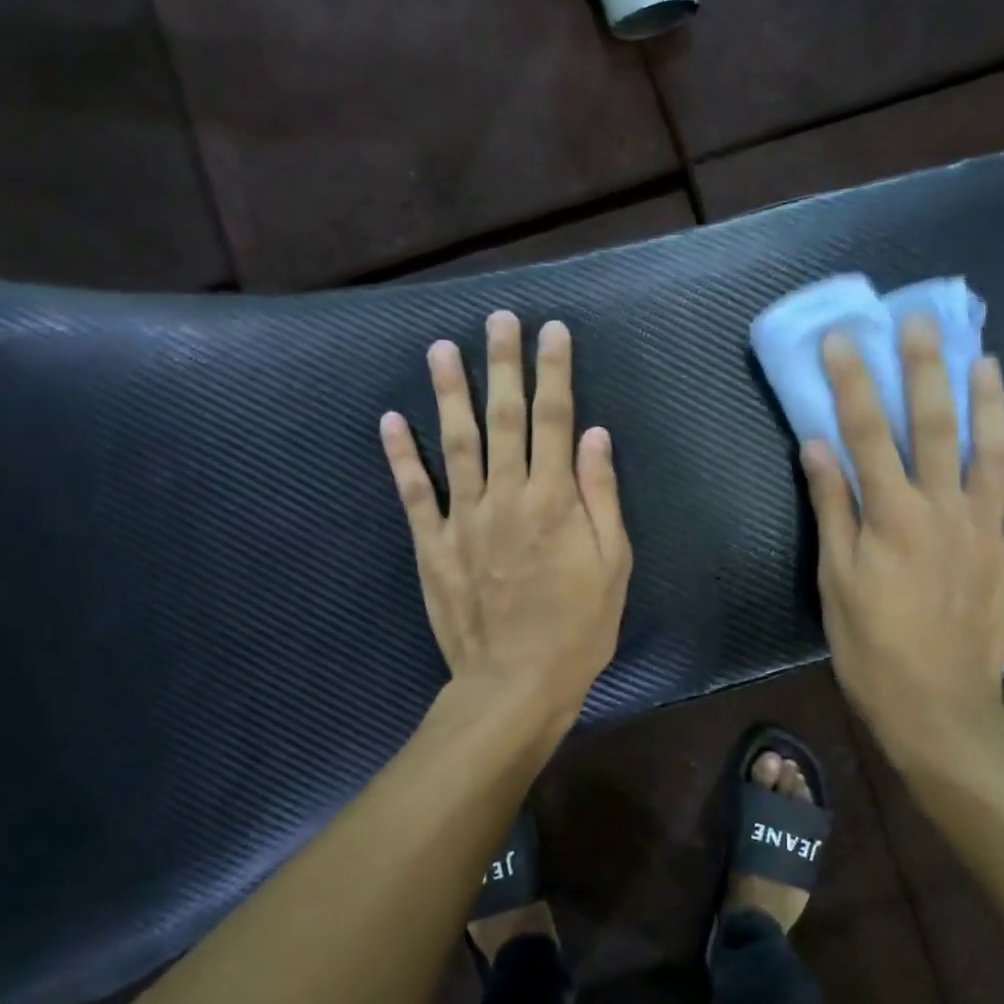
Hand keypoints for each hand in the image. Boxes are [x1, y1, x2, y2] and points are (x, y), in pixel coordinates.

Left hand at [380, 311, 631, 735]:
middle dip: (503, 365)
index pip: (555, 420)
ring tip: (440, 349)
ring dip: (448, 393)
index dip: (554, 372)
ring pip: (455, 443)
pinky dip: (401, 456)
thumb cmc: (577, 627)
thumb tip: (594, 434)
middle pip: (505, 419)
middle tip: (497, 319)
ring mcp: (463, 519)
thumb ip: (600, 496)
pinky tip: (390, 420)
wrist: (515, 684)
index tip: (551, 331)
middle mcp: (506, 497)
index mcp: (553, 500)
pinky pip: (414, 493)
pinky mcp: (432, 545)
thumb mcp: (612, 565)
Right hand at [802, 317, 1003, 764]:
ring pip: (991, 453)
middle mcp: (944, 510)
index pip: (867, 432)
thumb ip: (832, 508)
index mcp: (892, 515)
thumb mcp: (836, 579)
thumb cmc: (871, 645)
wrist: (938, 706)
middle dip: (926, 369)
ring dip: (988, 405)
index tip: (844, 339)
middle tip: (922, 323)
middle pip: (934, 426)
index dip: (853, 382)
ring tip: (986, 362)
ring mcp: (987, 531)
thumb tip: (817, 447)